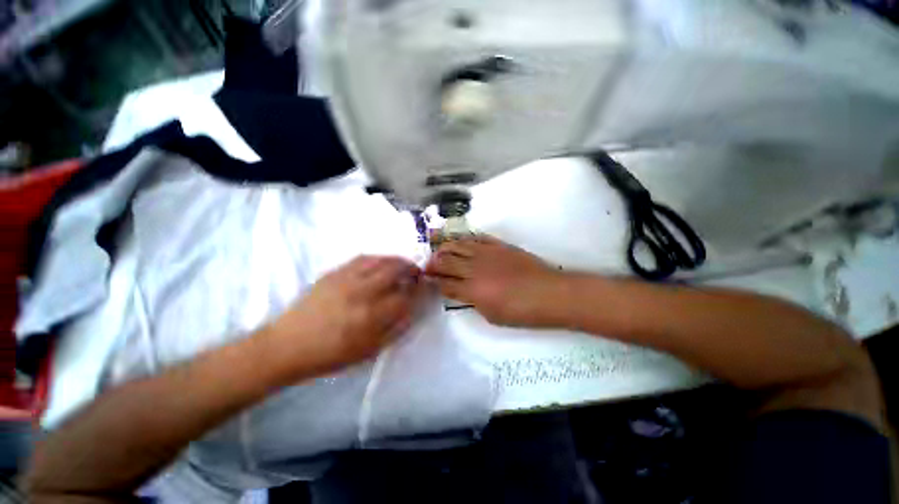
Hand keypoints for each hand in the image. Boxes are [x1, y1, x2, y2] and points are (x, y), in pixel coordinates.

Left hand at [265, 256, 423, 376]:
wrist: (287, 345)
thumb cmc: (330, 354)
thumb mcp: (368, 351)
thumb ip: (395, 330)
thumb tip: (412, 310)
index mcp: (371, 316)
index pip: (406, 296)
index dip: (419, 290)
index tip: (425, 287)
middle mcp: (362, 292)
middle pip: (395, 270)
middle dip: (412, 269)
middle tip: (417, 273)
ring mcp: (346, 279)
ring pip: (380, 260)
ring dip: (397, 260)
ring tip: (403, 265)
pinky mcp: (334, 273)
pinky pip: (362, 258)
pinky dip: (378, 258)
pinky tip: (381, 263)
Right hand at [425, 236, 565, 326]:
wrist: (550, 293)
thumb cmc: (522, 312)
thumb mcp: (492, 316)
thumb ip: (472, 302)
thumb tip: (462, 292)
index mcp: (472, 290)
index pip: (444, 284)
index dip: (433, 282)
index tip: (427, 280)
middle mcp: (474, 269)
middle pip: (445, 261)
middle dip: (433, 264)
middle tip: (427, 266)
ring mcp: (486, 253)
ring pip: (458, 246)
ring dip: (445, 248)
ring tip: (439, 251)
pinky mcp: (498, 245)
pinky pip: (476, 238)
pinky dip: (464, 240)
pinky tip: (460, 242)